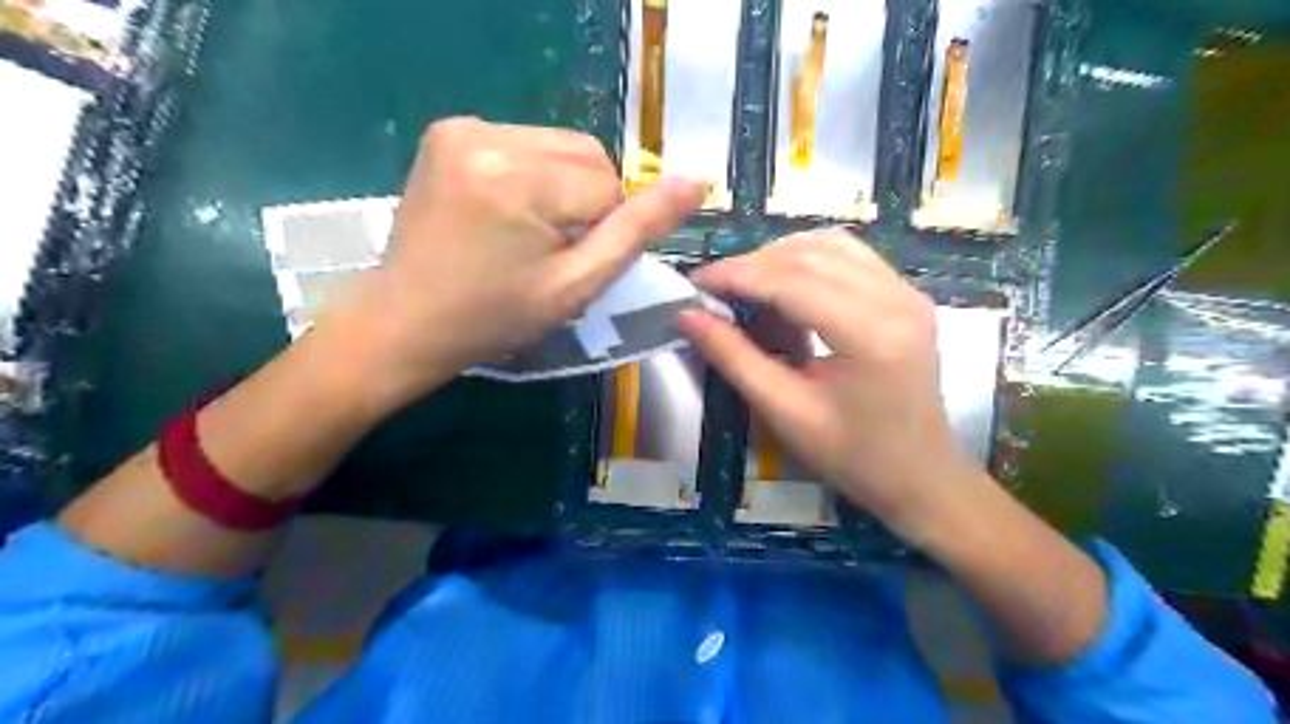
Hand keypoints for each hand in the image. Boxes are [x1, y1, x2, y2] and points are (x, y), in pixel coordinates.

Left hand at [325, 120, 703, 405]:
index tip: (565, 263)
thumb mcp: (576, 286)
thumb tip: (695, 183)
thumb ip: (637, 232)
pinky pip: (526, 143)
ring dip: (562, 186)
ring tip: (526, 230)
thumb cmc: (496, 316)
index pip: (609, 186)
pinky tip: (506, 210)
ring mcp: (462, 127)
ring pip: (560, 147)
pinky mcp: (449, 130)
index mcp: (518, 179)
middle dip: (585, 201)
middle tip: (550, 248)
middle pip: (587, 155)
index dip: (602, 229)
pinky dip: (533, 174)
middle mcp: (487, 136)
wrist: (409, 320)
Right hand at [680, 229, 972, 540]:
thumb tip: (687, 315)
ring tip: (745, 286)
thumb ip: (735, 358)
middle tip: (713, 289)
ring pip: (830, 245)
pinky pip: (850, 256)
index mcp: (871, 335)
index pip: (791, 281)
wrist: (921, 476)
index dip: (736, 275)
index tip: (695, 282)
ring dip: (780, 257)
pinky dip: (809, 260)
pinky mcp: (907, 295)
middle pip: (810, 255)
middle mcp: (896, 299)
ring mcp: (908, 292)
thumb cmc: (852, 457)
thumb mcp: (785, 412)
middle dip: (753, 265)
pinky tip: (785, 284)